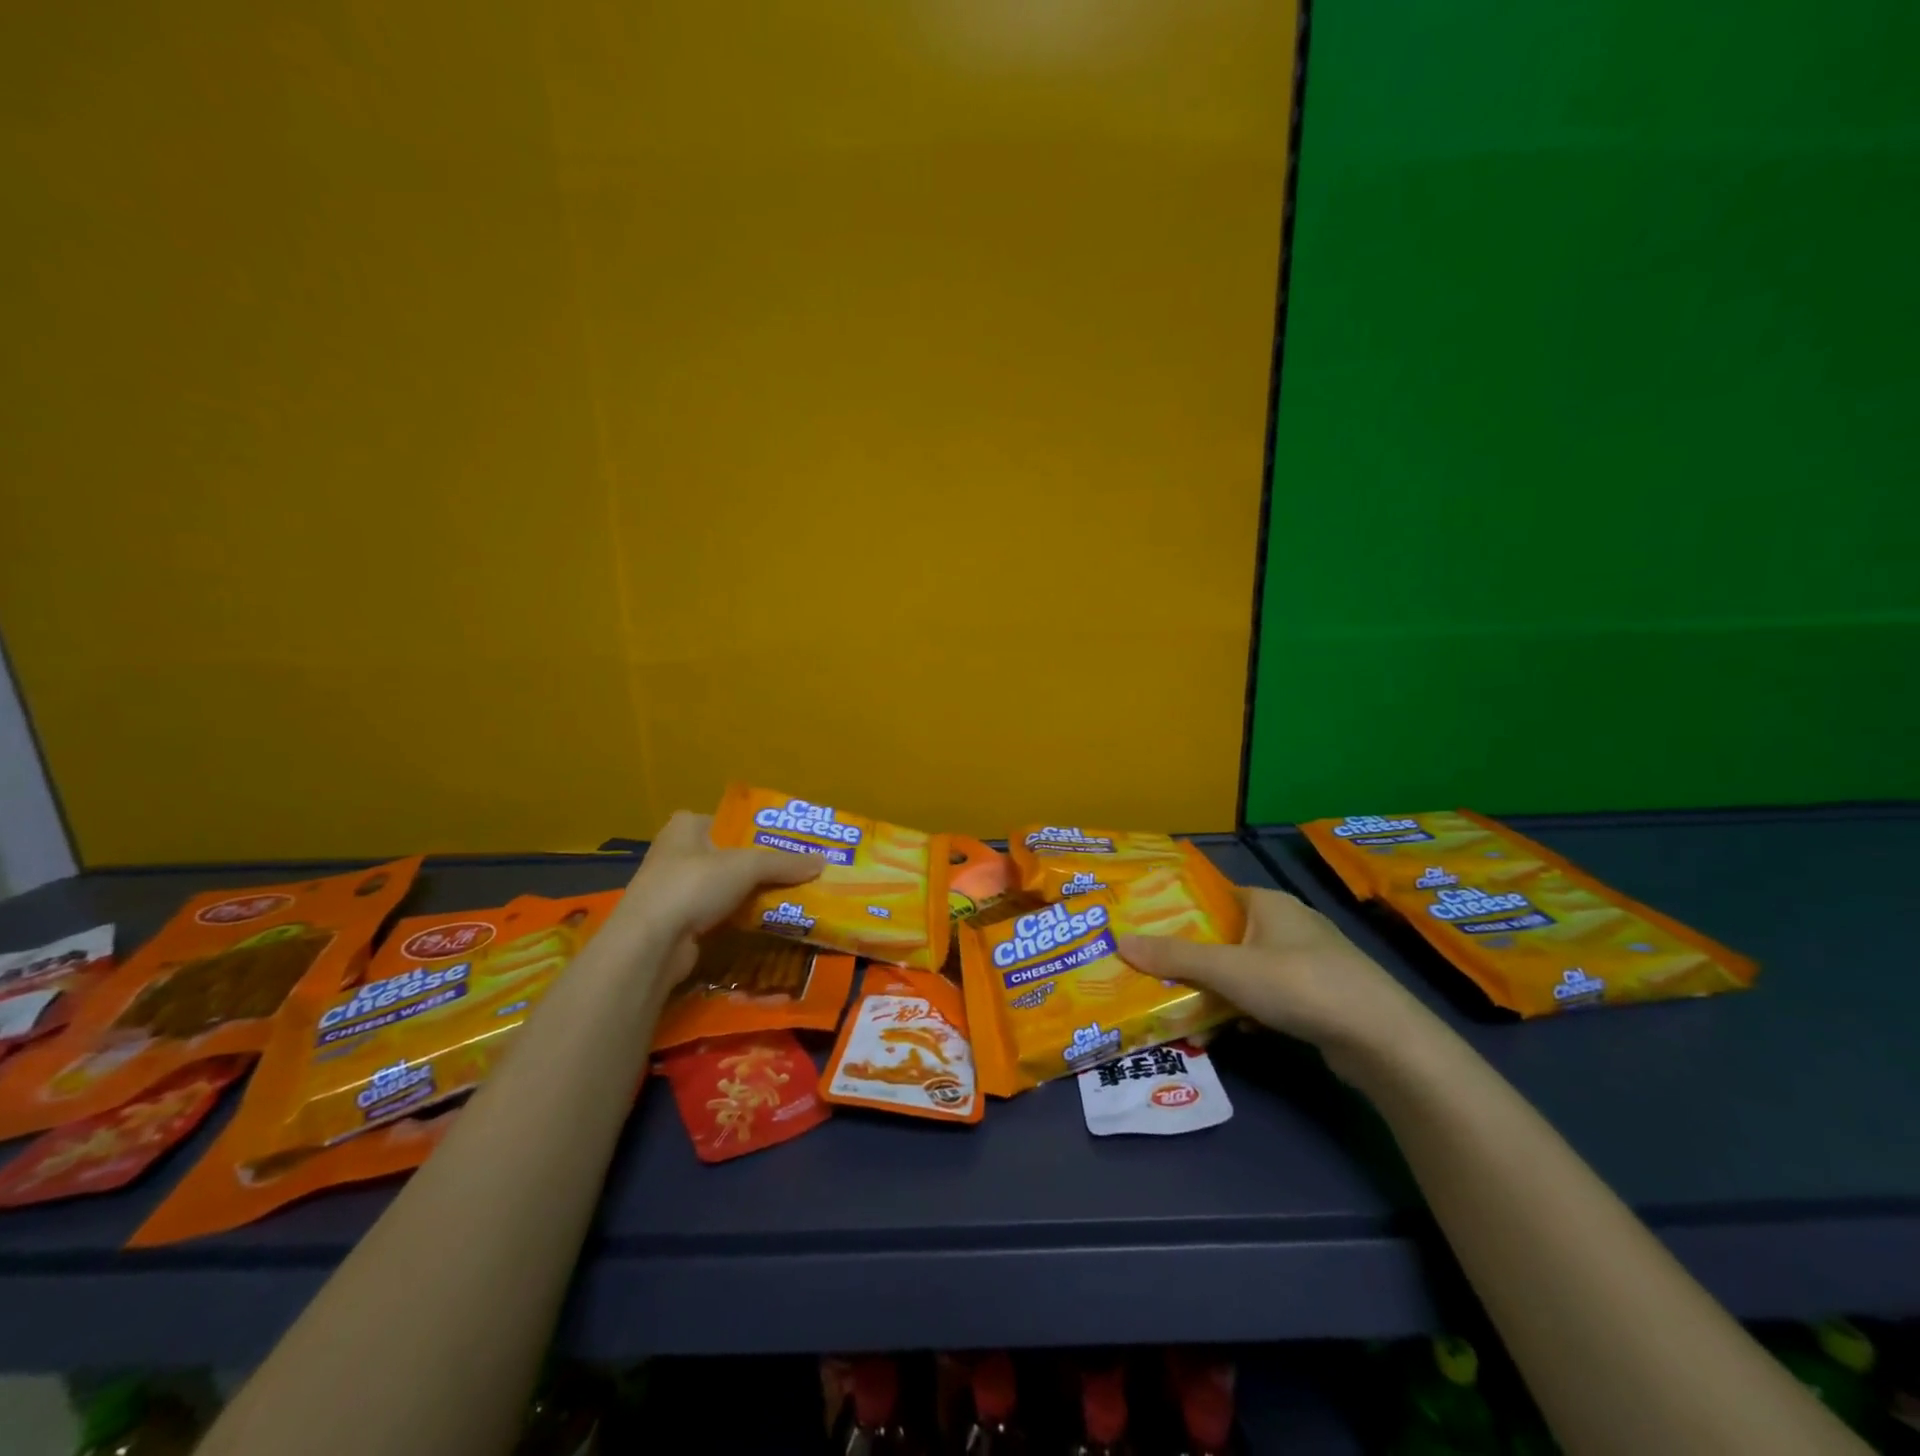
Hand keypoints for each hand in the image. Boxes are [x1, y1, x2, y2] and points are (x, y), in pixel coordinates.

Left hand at [611, 810, 823, 986]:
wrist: (650, 944)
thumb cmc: (693, 886)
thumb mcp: (746, 866)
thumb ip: (784, 863)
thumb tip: (823, 862)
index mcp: (686, 827)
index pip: (729, 821)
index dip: (759, 830)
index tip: (789, 842)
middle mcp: (676, 853)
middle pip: (730, 855)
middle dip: (761, 866)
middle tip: (798, 871)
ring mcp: (674, 889)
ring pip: (725, 887)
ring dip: (751, 894)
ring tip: (791, 897)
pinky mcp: (677, 922)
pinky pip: (718, 913)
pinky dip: (739, 917)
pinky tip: (766, 922)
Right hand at [1118, 887, 1432, 1078]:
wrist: (1381, 1039)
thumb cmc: (1299, 984)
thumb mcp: (1228, 969)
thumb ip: (1175, 957)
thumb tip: (1120, 942)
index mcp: (1267, 902)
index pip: (1213, 897)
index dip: (1180, 912)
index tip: (1147, 932)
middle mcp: (1287, 923)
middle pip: (1225, 936)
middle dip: (1193, 959)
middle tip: (1156, 975)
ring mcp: (1307, 960)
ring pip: (1245, 969)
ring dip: (1218, 990)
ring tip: (1185, 1011)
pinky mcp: (1319, 995)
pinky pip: (1268, 995)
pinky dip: (1246, 1009)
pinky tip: (1230, 1031)